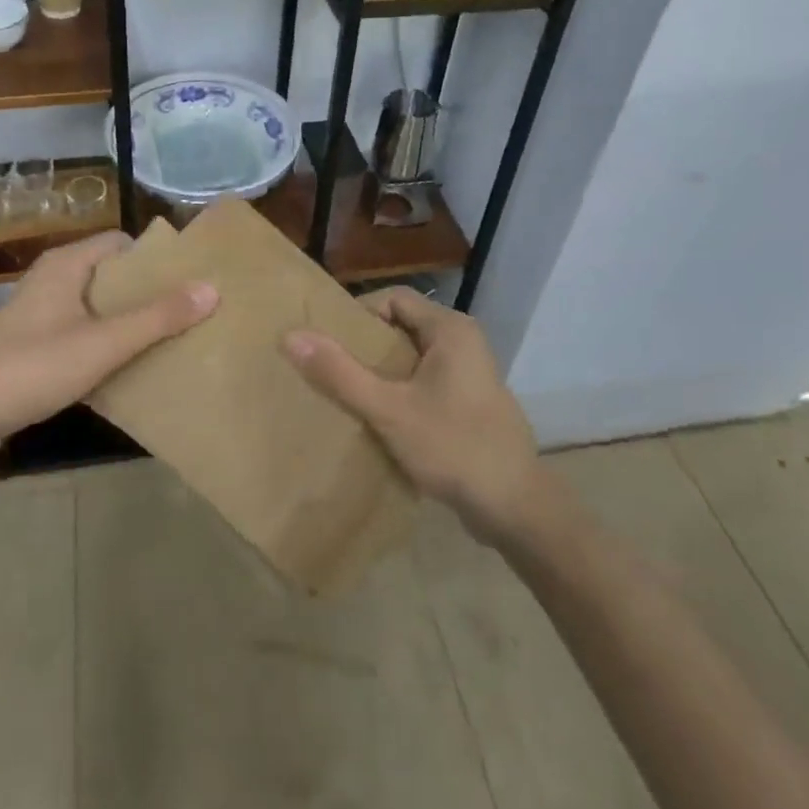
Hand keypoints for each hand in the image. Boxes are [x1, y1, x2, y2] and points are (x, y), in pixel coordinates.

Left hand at [0, 232, 216, 465]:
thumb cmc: (32, 368)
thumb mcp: (103, 343)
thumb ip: (157, 318)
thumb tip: (211, 288)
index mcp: (66, 265)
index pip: (121, 243)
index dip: (156, 259)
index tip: (189, 280)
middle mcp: (52, 280)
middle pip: (111, 275)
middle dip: (147, 293)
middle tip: (188, 313)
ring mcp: (39, 314)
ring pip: (95, 307)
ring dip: (127, 321)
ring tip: (166, 341)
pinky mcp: (31, 345)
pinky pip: (79, 332)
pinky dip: (104, 343)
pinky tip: (125, 368)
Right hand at [285, 287, 537, 542]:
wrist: (517, 510)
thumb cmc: (454, 448)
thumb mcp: (389, 410)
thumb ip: (340, 373)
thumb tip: (292, 336)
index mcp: (450, 329)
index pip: (393, 298)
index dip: (357, 315)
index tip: (329, 343)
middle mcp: (463, 341)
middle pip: (402, 326)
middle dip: (365, 346)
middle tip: (330, 368)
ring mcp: (469, 373)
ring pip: (412, 357)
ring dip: (381, 372)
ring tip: (347, 393)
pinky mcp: (469, 402)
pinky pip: (425, 381)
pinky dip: (400, 391)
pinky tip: (379, 418)